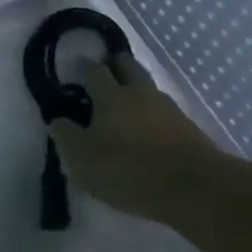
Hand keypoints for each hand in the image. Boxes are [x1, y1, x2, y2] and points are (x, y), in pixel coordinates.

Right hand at [49, 54, 221, 223]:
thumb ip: (66, 136)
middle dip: (117, 64)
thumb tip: (58, 119)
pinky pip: (163, 111)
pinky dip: (152, 113)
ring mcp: (168, 109)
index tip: (78, 66)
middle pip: (128, 67)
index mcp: (110, 96)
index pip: (95, 71)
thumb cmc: (128, 169)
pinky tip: (148, 127)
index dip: (85, 67)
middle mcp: (140, 93)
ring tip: (126, 101)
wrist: (193, 187)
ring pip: (148, 87)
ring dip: (136, 88)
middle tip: (107, 69)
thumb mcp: (83, 158)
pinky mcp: (188, 128)